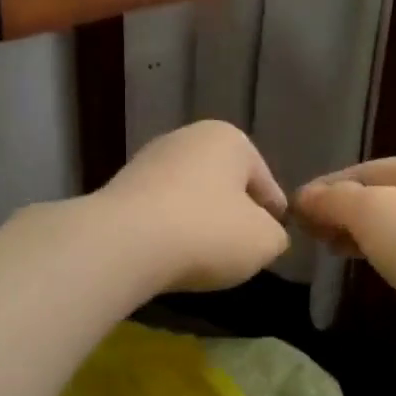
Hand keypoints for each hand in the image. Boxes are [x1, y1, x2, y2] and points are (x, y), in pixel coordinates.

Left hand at [98, 121, 289, 291]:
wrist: (124, 243)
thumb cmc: (207, 232)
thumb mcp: (264, 242)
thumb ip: (276, 235)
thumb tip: (265, 234)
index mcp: (229, 139)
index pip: (265, 183)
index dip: (274, 217)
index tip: (271, 243)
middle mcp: (187, 138)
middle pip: (225, 185)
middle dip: (233, 216)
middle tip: (239, 251)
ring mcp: (148, 160)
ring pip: (190, 197)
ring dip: (199, 223)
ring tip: (203, 258)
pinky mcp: (119, 188)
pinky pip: (159, 212)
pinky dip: (168, 231)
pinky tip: (169, 255)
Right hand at [295, 155, 395, 381]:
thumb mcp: (372, 211)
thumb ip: (334, 199)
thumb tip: (303, 197)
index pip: (369, 169)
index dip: (329, 186)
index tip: (295, 209)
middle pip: (385, 197)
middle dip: (344, 211)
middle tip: (310, 232)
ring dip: (362, 235)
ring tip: (331, 249)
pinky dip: (385, 258)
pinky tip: (368, 268)